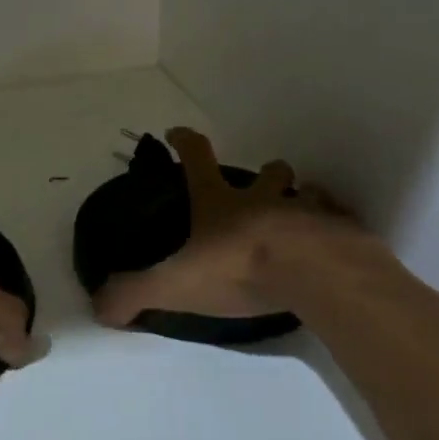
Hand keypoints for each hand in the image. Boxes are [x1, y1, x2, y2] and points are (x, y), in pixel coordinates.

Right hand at [92, 127, 350, 327]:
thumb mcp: (175, 283)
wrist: (312, 274)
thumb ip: (136, 293)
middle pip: (268, 172)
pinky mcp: (340, 233)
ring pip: (307, 193)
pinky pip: (339, 222)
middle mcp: (264, 199)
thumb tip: (98, 306)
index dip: (185, 141)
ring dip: (304, 199)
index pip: (197, 157)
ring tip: (301, 220)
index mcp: (221, 203)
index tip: (176, 133)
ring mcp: (306, 211)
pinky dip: (335, 228)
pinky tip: (333, 247)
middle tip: (264, 185)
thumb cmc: (239, 268)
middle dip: (266, 172)